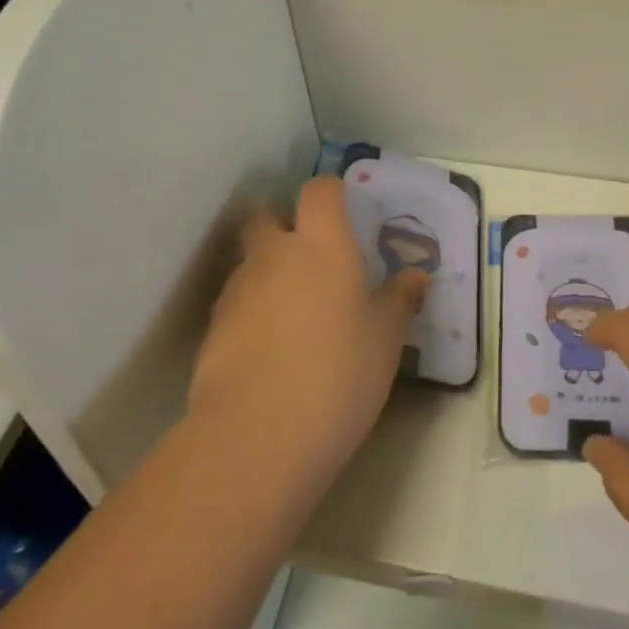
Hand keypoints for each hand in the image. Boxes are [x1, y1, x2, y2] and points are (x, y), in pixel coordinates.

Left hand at [188, 177, 425, 502]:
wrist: (256, 438)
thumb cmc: (338, 376)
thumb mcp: (385, 340)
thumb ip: (400, 300)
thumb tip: (417, 275)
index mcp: (323, 246)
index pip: (319, 191)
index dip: (330, 193)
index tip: (343, 210)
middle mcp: (275, 255)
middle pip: (265, 216)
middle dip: (282, 225)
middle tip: (308, 256)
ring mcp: (237, 291)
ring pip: (248, 262)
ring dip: (266, 272)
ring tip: (291, 313)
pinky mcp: (212, 329)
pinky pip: (235, 303)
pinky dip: (250, 311)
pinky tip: (268, 348)